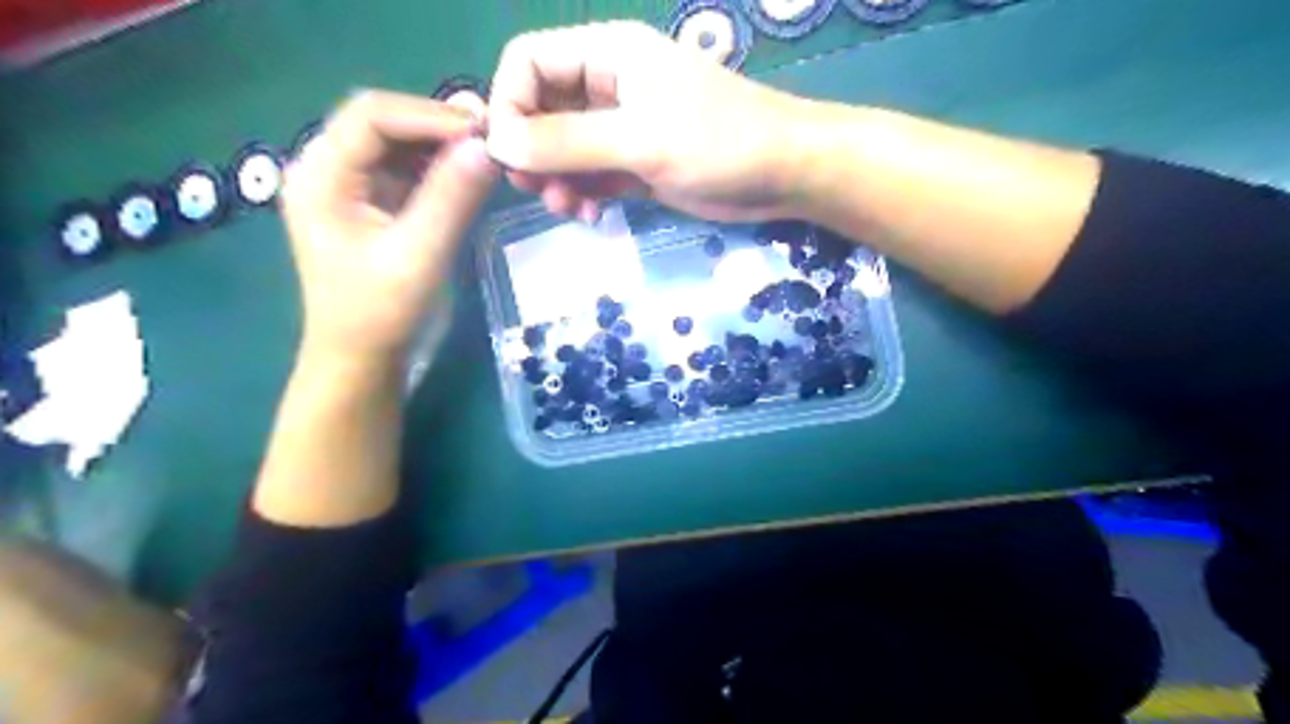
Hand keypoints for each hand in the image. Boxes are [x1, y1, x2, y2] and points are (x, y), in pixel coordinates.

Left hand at [283, 87, 498, 363]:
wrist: (361, 358)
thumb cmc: (381, 313)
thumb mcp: (419, 255)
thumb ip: (451, 199)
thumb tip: (487, 147)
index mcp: (321, 175)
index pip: (372, 115)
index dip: (429, 114)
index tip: (484, 130)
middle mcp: (328, 169)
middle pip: (383, 122)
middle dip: (437, 125)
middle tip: (492, 138)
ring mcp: (349, 186)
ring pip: (398, 143)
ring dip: (441, 145)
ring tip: (487, 153)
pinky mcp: (372, 204)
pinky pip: (406, 170)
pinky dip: (439, 167)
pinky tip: (468, 174)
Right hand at [485, 19, 812, 223]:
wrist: (783, 174)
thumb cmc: (720, 142)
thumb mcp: (641, 138)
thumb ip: (568, 142)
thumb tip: (497, 143)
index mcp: (607, 55)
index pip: (528, 62)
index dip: (509, 104)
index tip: (508, 154)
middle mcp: (607, 86)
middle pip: (541, 109)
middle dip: (532, 151)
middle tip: (537, 189)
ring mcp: (622, 128)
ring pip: (564, 149)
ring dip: (556, 180)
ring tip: (569, 208)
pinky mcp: (636, 164)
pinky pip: (590, 175)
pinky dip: (582, 194)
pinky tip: (591, 215)